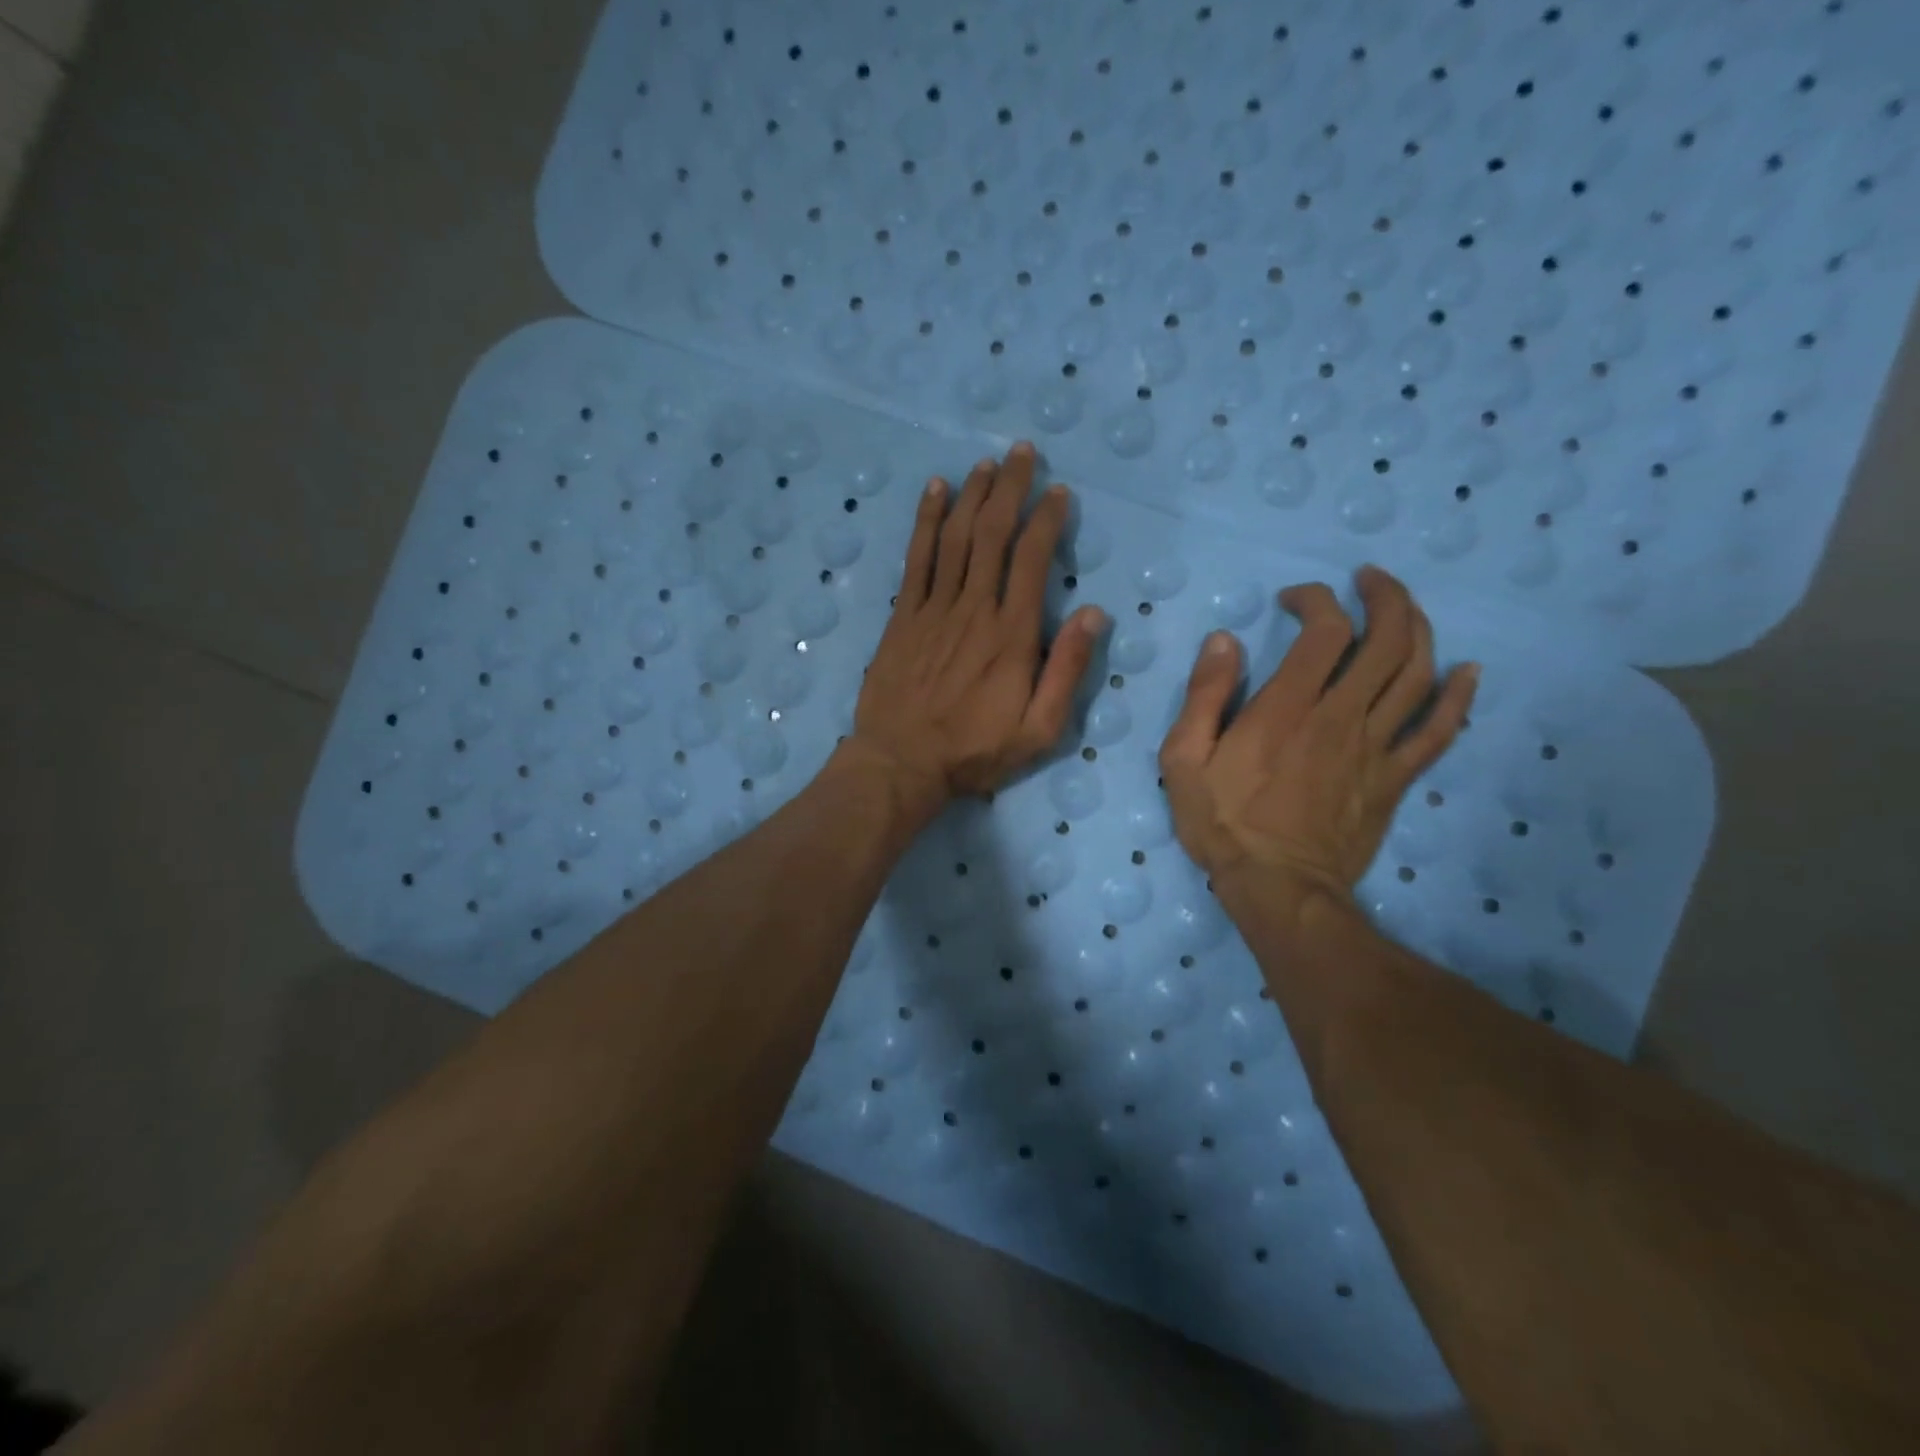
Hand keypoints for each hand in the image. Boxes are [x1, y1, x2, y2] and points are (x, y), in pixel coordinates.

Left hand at [847, 443, 1109, 821]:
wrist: (901, 762)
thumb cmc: (975, 751)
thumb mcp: (1039, 730)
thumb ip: (1068, 671)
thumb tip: (1095, 614)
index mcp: (1012, 635)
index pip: (1033, 560)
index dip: (1046, 520)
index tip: (1058, 492)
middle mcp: (974, 609)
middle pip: (993, 534)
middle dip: (1010, 489)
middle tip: (1022, 453)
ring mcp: (934, 609)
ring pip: (956, 537)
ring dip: (973, 495)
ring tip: (987, 463)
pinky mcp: (903, 616)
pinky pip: (916, 558)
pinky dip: (926, 520)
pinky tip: (935, 490)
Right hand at [1158, 566, 1476, 903]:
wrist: (1278, 888)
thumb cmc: (1223, 823)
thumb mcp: (1184, 759)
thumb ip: (1204, 696)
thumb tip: (1224, 641)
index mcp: (1287, 709)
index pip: (1324, 631)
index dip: (1317, 600)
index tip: (1295, 599)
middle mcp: (1341, 717)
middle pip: (1387, 640)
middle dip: (1385, 597)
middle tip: (1369, 580)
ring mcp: (1376, 747)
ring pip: (1418, 674)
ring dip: (1419, 629)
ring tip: (1405, 608)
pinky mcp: (1395, 778)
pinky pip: (1440, 730)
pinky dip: (1459, 696)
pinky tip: (1466, 671)